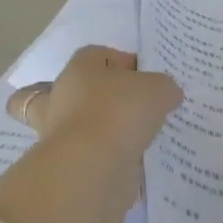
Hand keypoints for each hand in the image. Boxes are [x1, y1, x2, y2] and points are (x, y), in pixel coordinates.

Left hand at [6, 46, 179, 162]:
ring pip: (66, 126)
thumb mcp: (158, 89)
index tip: (143, 77)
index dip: (120, 61)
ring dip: (91, 132)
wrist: (91, 168)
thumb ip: (163, 87)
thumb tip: (166, 94)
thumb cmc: (120, 111)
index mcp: (80, 69)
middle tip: (122, 107)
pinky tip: (127, 165)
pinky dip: (98, 161)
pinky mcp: (61, 167)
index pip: (96, 55)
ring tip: (125, 139)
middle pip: (64, 89)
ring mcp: (56, 134)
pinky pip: (81, 158)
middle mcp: (61, 97)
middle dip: (87, 97)